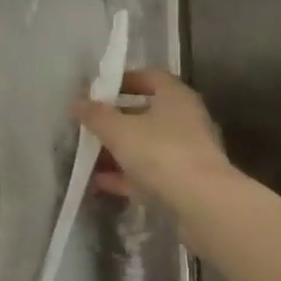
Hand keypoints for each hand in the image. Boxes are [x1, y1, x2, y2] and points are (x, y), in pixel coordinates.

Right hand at [72, 68, 230, 203]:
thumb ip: (96, 115)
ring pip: (147, 145)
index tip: (99, 90)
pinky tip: (101, 182)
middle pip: (147, 113)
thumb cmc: (161, 153)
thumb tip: (77, 102)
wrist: (202, 204)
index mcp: (175, 97)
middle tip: (89, 124)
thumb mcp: (119, 130)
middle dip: (116, 119)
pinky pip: (150, 173)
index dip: (124, 80)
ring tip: (89, 156)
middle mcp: (186, 120)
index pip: (150, 77)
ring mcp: (187, 153)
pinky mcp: (185, 183)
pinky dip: (127, 175)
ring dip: (119, 150)